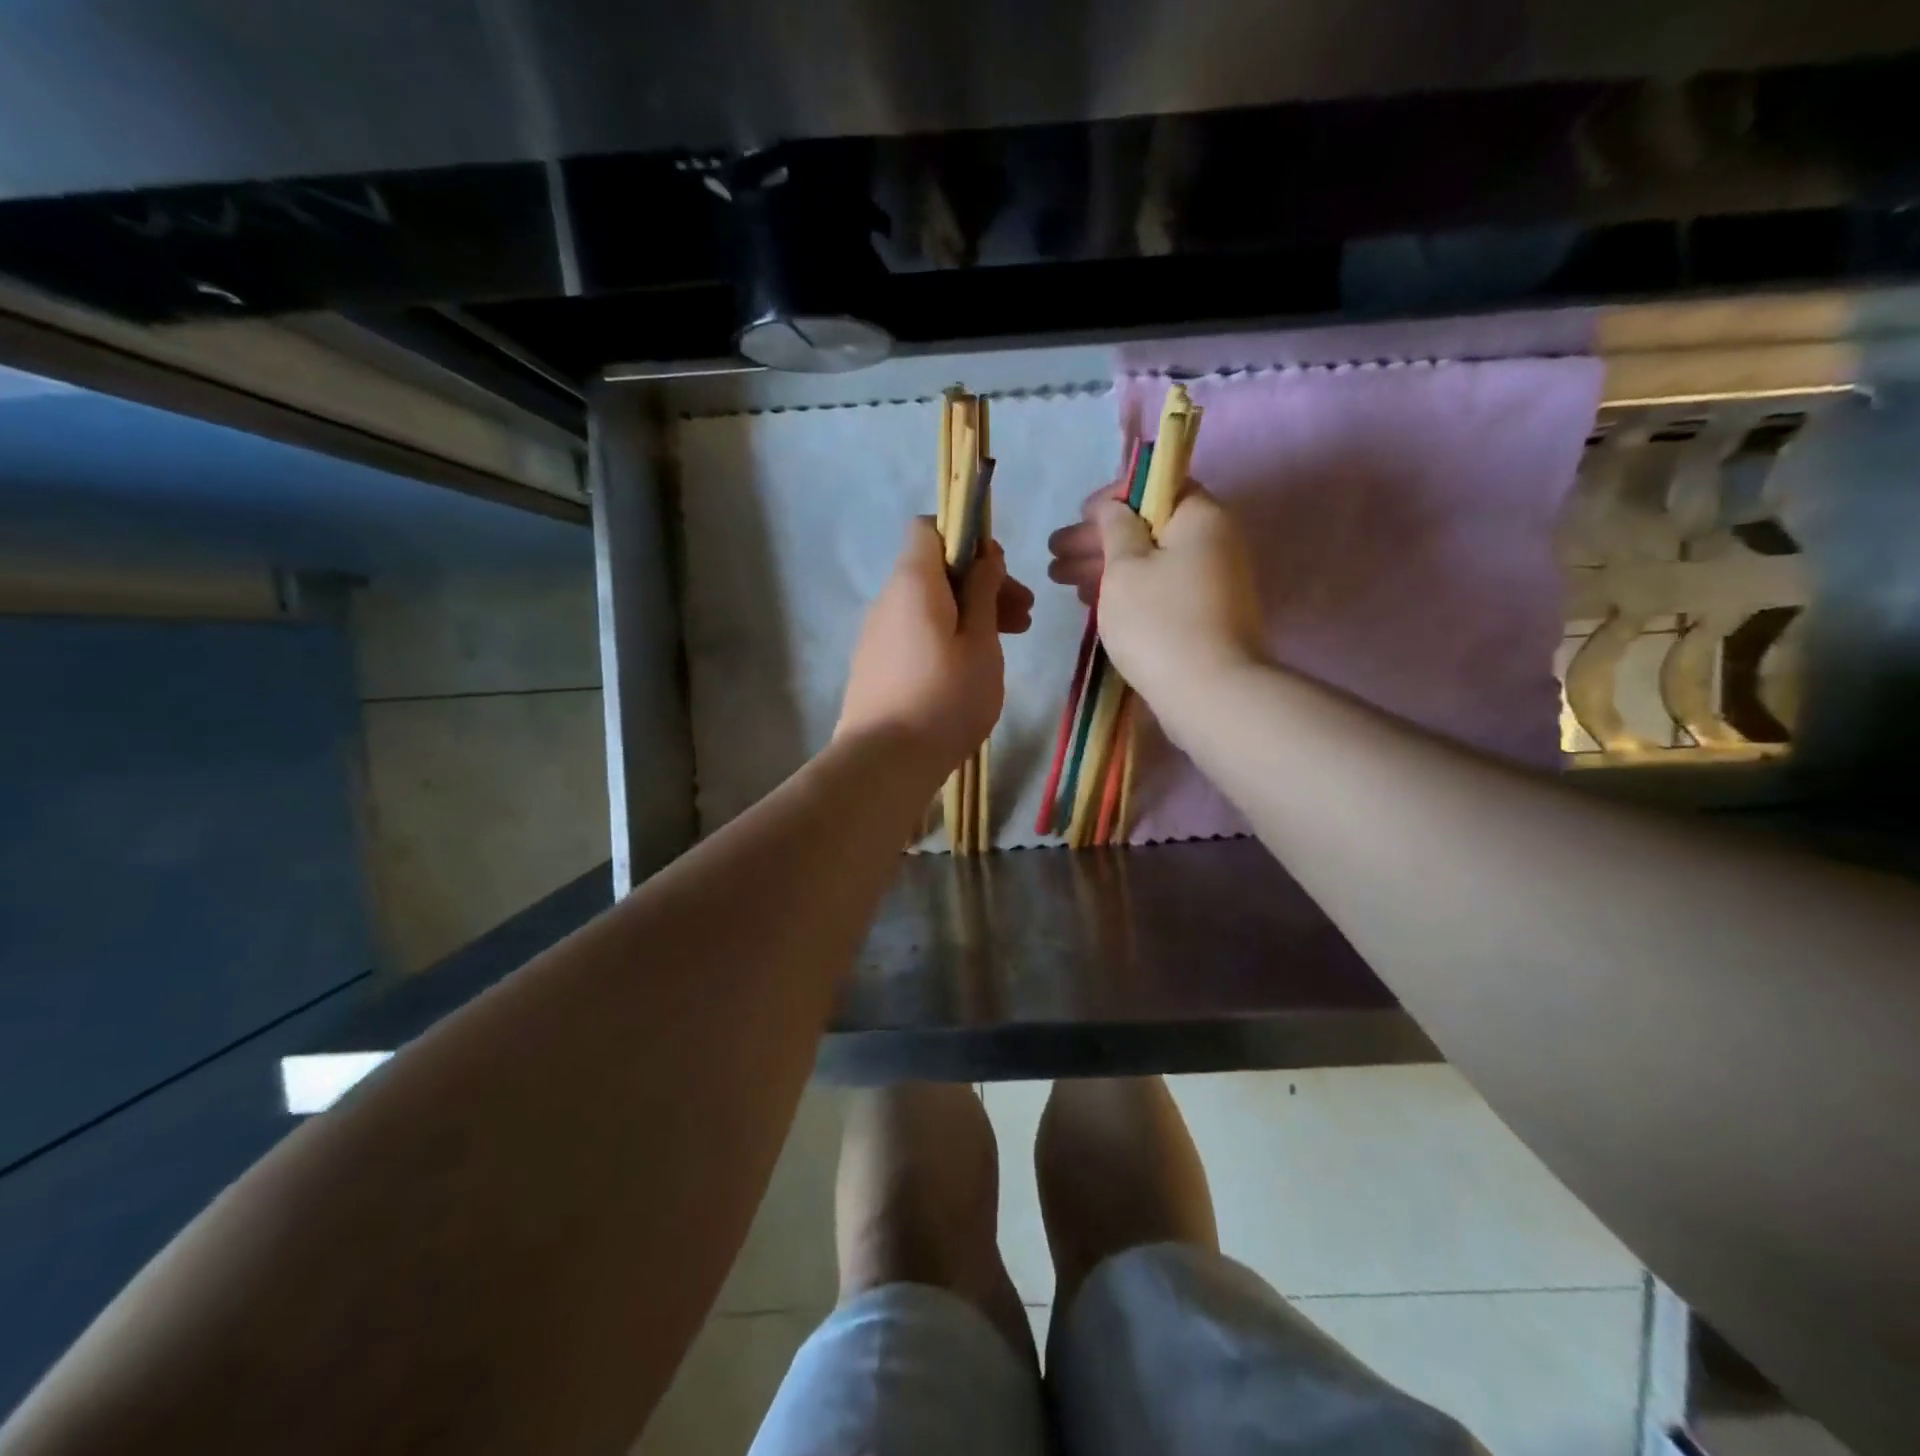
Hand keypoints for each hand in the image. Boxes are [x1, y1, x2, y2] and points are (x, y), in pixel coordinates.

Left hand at [838, 517, 1033, 771]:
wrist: (884, 762)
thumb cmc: (945, 698)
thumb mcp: (980, 642)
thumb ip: (983, 592)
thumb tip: (983, 556)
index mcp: (913, 582)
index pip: (928, 528)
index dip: (966, 538)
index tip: (999, 571)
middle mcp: (888, 601)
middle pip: (935, 572)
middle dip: (981, 584)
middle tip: (1024, 615)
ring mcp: (877, 636)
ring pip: (929, 607)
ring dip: (969, 614)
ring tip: (1011, 641)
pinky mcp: (875, 667)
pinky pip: (916, 635)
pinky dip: (947, 637)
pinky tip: (972, 668)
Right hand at [1047, 484, 1264, 704]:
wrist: (1210, 693)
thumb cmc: (1159, 621)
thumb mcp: (1125, 567)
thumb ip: (1115, 528)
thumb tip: (1114, 507)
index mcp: (1200, 516)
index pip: (1156, 488)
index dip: (1113, 499)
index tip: (1079, 517)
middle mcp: (1214, 541)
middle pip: (1149, 527)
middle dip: (1098, 539)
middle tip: (1055, 555)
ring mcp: (1213, 581)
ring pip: (1151, 561)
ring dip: (1106, 567)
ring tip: (1061, 581)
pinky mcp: (1205, 616)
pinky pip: (1160, 589)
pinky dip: (1127, 590)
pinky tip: (1093, 601)